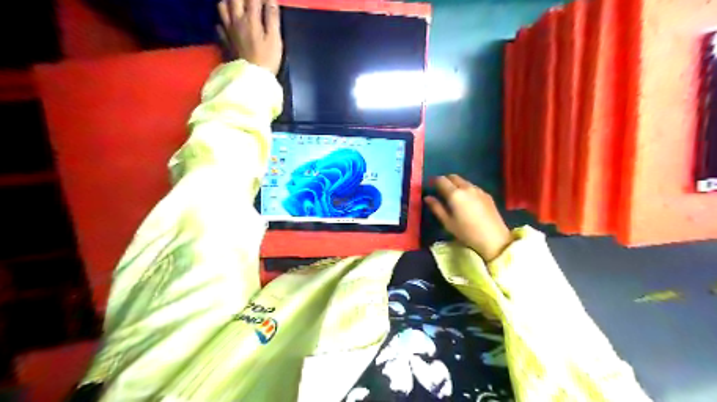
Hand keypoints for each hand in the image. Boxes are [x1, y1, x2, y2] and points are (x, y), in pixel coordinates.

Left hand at [219, 0, 282, 72]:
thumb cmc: (267, 60)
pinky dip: (223, 21)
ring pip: (222, 6)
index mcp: (251, 19)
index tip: (268, 1)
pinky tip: (229, 23)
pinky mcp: (224, 41)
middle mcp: (236, 20)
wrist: (252, 78)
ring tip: (237, 4)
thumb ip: (272, 18)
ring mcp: (228, 30)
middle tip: (252, 2)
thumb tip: (272, 1)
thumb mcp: (275, 39)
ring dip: (229, 1)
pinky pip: (219, 25)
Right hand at [421, 175, 512, 261]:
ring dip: (456, 184)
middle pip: (453, 177)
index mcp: (454, 194)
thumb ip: (436, 208)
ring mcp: (478, 190)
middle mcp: (466, 187)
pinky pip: (473, 187)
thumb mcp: (447, 222)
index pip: (441, 180)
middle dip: (446, 180)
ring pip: (464, 181)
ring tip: (454, 196)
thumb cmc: (466, 232)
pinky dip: (466, 189)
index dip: (435, 181)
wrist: (494, 238)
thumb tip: (427, 197)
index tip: (432, 187)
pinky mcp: (487, 194)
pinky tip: (467, 201)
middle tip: (441, 190)